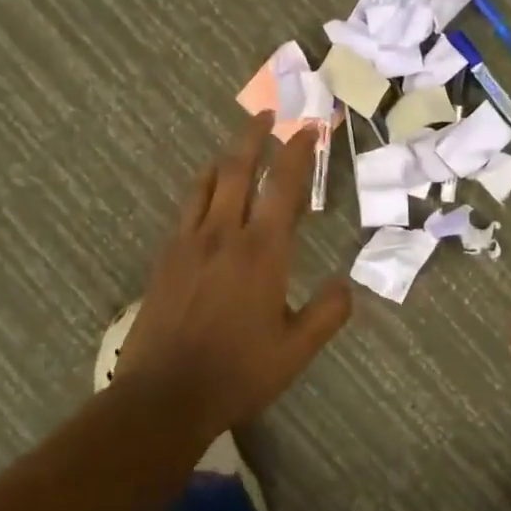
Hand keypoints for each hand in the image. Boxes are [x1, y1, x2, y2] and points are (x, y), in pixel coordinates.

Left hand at [115, 113, 352, 436]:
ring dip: (228, 156)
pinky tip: (208, 193)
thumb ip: (327, 313)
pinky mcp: (166, 256)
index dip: (300, 153)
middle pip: (240, 168)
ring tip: (239, 146)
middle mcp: (225, 234)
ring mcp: (189, 241)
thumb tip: (346, 284)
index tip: (309, 128)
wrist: (163, 396)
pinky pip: (187, 206)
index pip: (285, 186)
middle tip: (268, 115)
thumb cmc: (237, 372)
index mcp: (262, 251)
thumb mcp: (295, 350)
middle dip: (256, 136)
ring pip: (209, 182)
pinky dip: (204, 187)